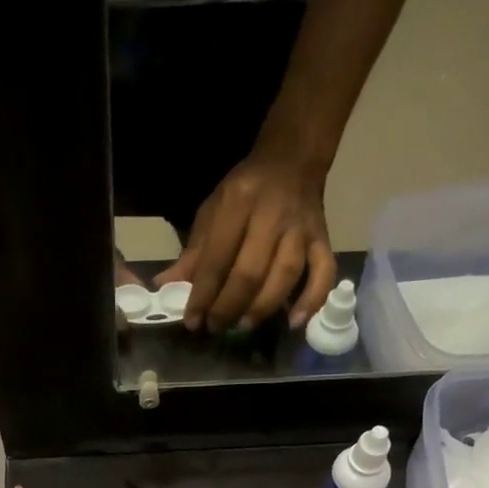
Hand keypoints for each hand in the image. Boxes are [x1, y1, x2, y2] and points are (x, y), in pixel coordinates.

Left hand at [156, 153, 337, 333]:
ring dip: (262, 307)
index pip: (217, 258)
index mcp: (238, 203)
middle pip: (250, 271)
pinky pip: (323, 273)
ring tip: (243, 326)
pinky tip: (295, 323)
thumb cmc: (245, 191)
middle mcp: (272, 215)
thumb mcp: (212, 212)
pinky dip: (312, 300)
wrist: (292, 160)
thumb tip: (164, 287)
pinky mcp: (323, 240)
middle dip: (229, 306)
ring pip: (285, 275)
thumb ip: (193, 253)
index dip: (202, 294)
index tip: (192, 321)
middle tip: (215, 327)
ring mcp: (301, 228)